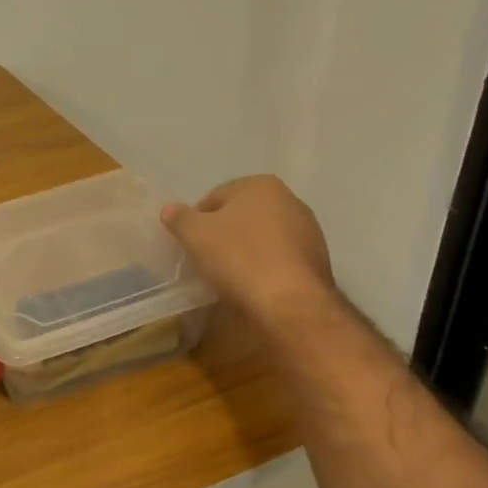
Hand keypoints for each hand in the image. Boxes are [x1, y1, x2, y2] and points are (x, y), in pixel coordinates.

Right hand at [162, 176, 338, 332]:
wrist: (291, 303)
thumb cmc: (239, 257)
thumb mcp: (195, 235)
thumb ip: (179, 218)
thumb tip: (170, 209)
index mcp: (260, 185)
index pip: (214, 197)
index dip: (196, 221)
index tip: (190, 245)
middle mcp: (290, 199)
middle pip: (241, 216)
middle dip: (223, 234)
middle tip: (205, 259)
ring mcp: (308, 230)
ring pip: (262, 237)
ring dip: (245, 251)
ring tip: (229, 276)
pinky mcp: (317, 260)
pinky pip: (279, 258)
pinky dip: (265, 267)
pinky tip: (254, 286)